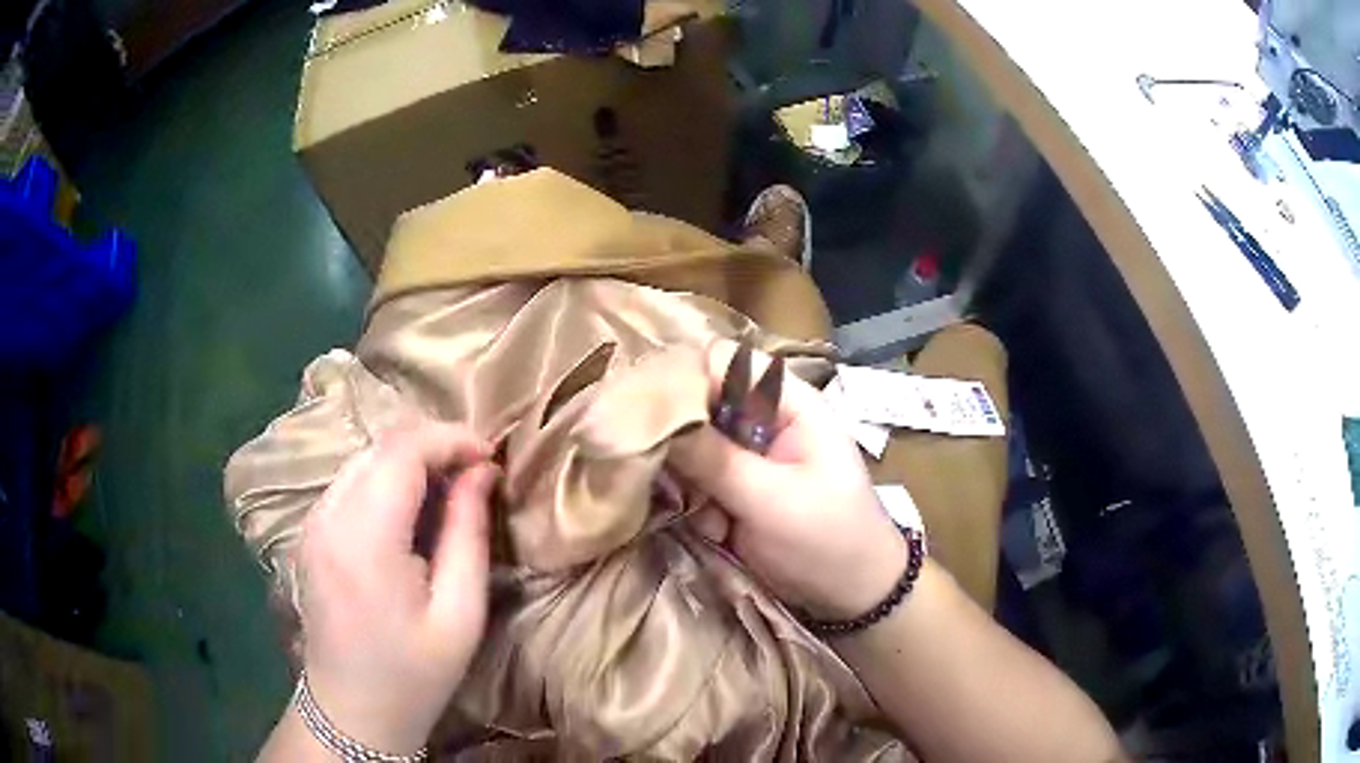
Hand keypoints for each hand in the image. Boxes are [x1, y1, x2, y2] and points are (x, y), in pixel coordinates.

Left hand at [296, 422, 496, 753]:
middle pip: (380, 445)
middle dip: (433, 445)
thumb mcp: (459, 614)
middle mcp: (327, 517)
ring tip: (449, 490)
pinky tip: (411, 511)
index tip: (491, 455)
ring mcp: (311, 522)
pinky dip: (385, 480)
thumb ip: (468, 534)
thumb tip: (482, 472)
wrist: (351, 711)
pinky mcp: (309, 532)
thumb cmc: (413, 674)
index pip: (403, 450)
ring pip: (363, 459)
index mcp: (364, 539)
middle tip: (476, 472)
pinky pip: (349, 483)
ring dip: (409, 460)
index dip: (451, 438)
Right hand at [667, 342, 906, 619]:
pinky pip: (696, 483)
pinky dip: (698, 508)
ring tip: (714, 522)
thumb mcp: (773, 501)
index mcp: (787, 403)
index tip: (645, 414)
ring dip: (691, 485)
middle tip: (680, 483)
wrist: (852, 597)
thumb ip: (714, 459)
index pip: (721, 363)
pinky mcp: (735, 490)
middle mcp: (763, 420)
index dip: (682, 379)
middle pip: (699, 405)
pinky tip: (719, 534)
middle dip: (683, 446)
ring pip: (691, 448)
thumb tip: (650, 419)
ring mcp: (747, 457)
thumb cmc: (828, 540)